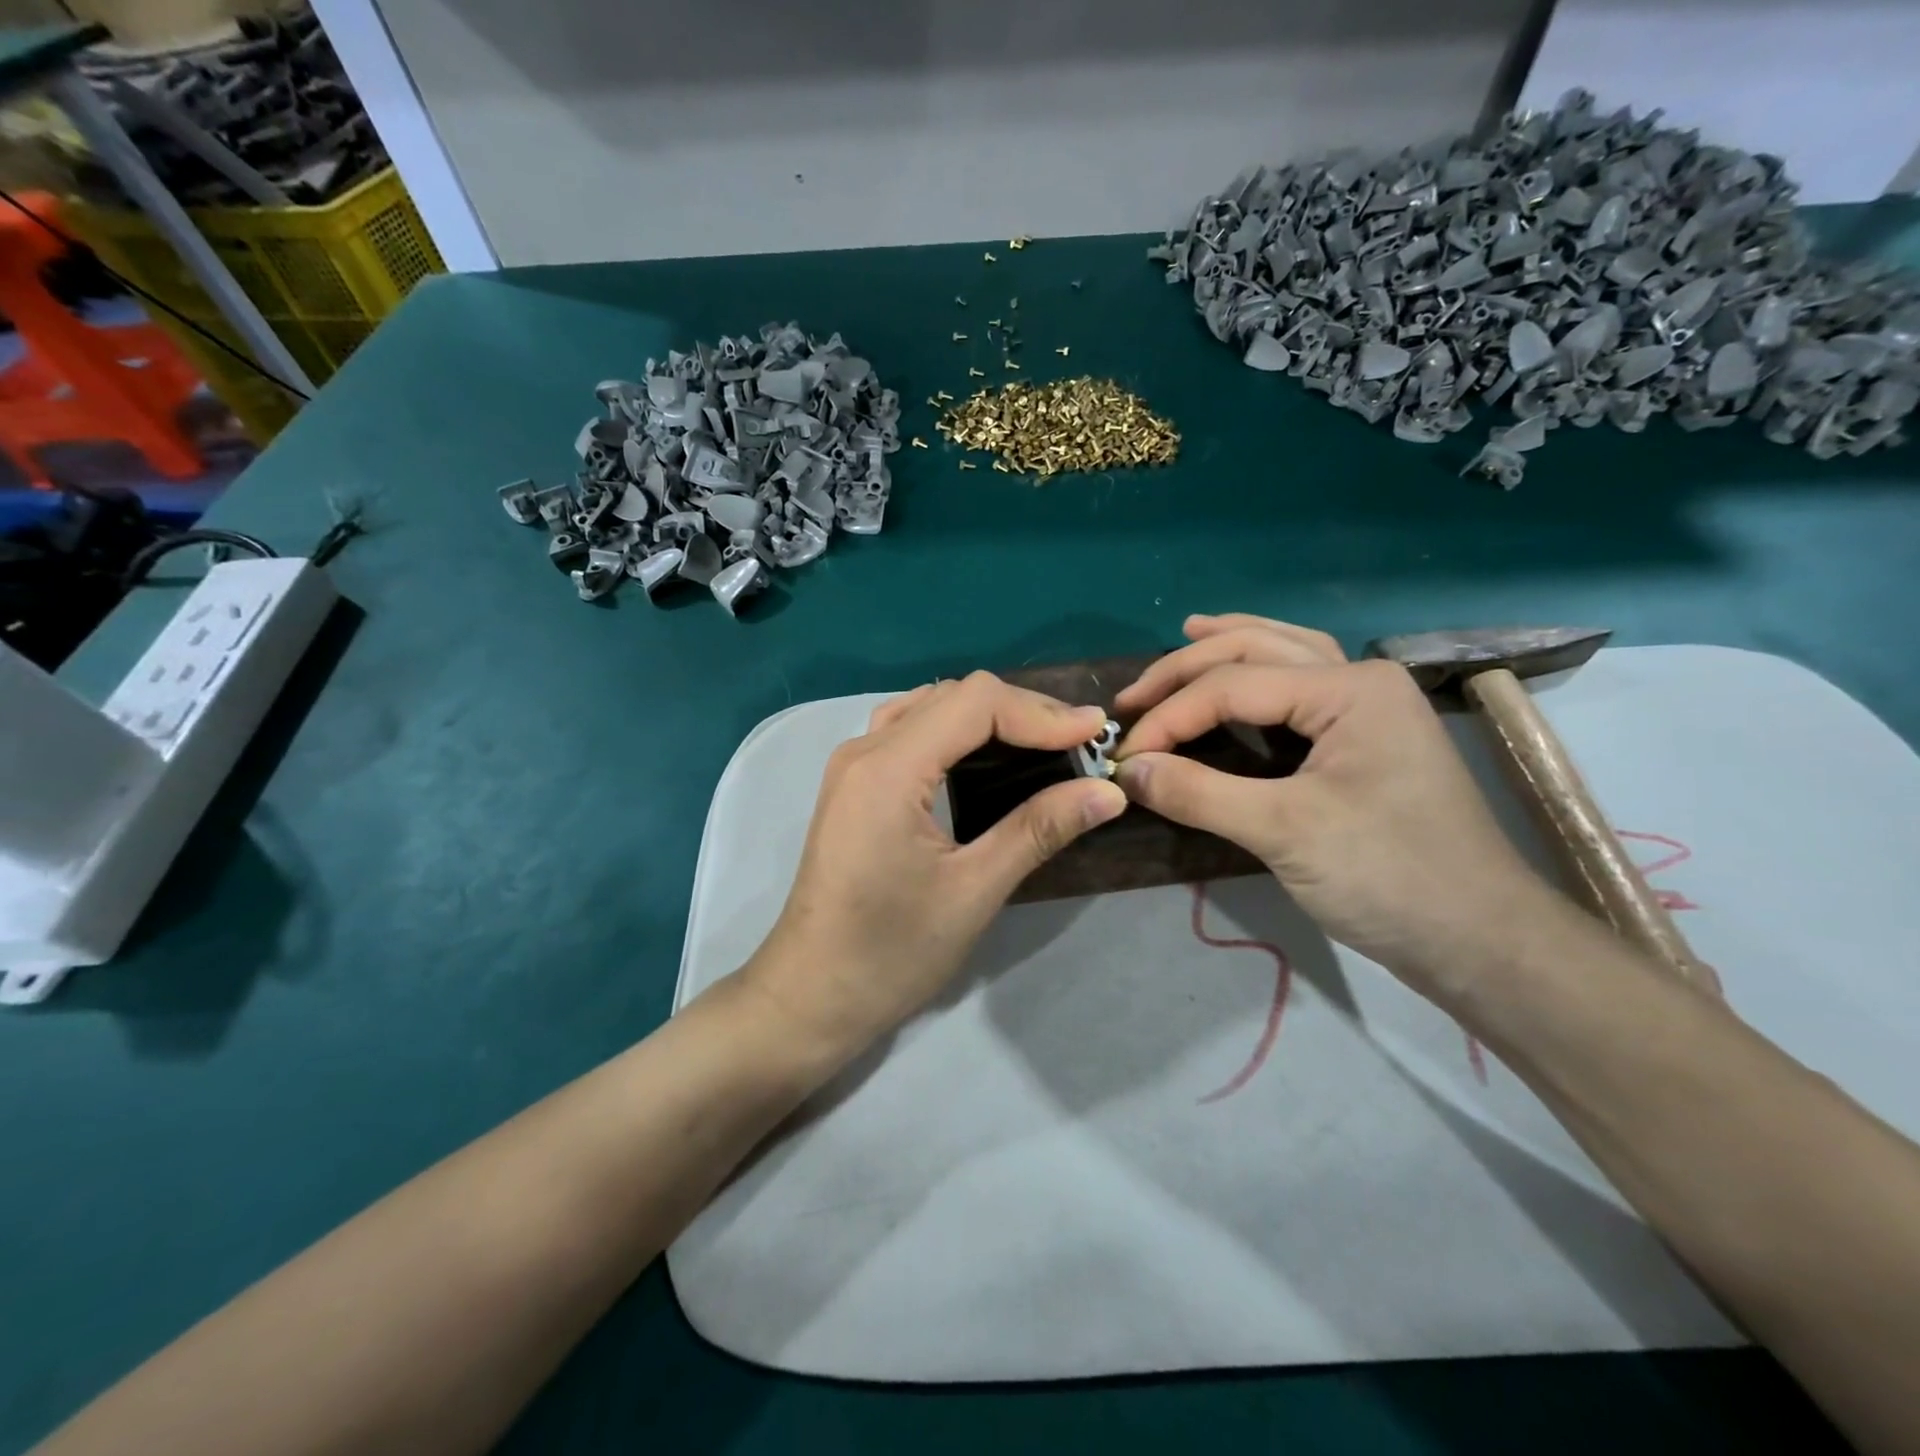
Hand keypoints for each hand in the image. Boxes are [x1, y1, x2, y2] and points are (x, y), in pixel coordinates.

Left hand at [742, 672, 1126, 1067]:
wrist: (811, 995)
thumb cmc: (890, 953)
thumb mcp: (974, 891)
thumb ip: (1039, 830)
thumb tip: (1109, 793)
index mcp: (888, 769)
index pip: (975, 702)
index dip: (1040, 711)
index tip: (1094, 735)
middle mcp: (864, 750)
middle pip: (953, 696)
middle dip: (1021, 711)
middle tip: (1078, 743)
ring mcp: (852, 765)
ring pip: (930, 707)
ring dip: (990, 717)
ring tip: (1044, 744)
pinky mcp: (854, 784)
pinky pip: (910, 730)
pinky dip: (957, 731)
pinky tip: (986, 759)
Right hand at [1113, 614, 1554, 998]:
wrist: (1481, 939)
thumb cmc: (1389, 877)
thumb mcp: (1284, 832)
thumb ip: (1199, 793)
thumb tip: (1127, 770)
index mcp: (1350, 689)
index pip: (1232, 687)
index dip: (1169, 718)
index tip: (1123, 756)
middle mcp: (1361, 680)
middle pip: (1257, 650)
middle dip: (1187, 668)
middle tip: (1131, 696)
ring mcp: (1370, 707)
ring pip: (1286, 654)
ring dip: (1231, 645)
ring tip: (1186, 635)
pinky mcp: (1366, 738)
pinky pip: (1301, 686)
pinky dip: (1261, 673)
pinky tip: (1241, 676)